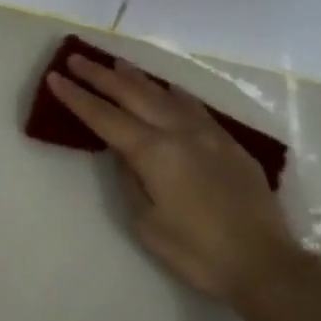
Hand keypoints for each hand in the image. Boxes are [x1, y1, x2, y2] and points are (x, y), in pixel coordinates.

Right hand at [48, 55, 291, 299]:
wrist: (264, 262)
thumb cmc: (198, 253)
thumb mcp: (148, 224)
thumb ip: (131, 180)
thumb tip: (124, 153)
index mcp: (154, 152)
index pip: (105, 118)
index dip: (77, 97)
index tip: (55, 77)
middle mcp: (178, 131)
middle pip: (132, 94)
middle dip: (100, 76)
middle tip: (76, 58)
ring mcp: (207, 132)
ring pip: (164, 93)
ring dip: (136, 77)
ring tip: (115, 62)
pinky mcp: (228, 141)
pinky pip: (193, 106)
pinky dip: (172, 92)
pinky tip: (167, 88)